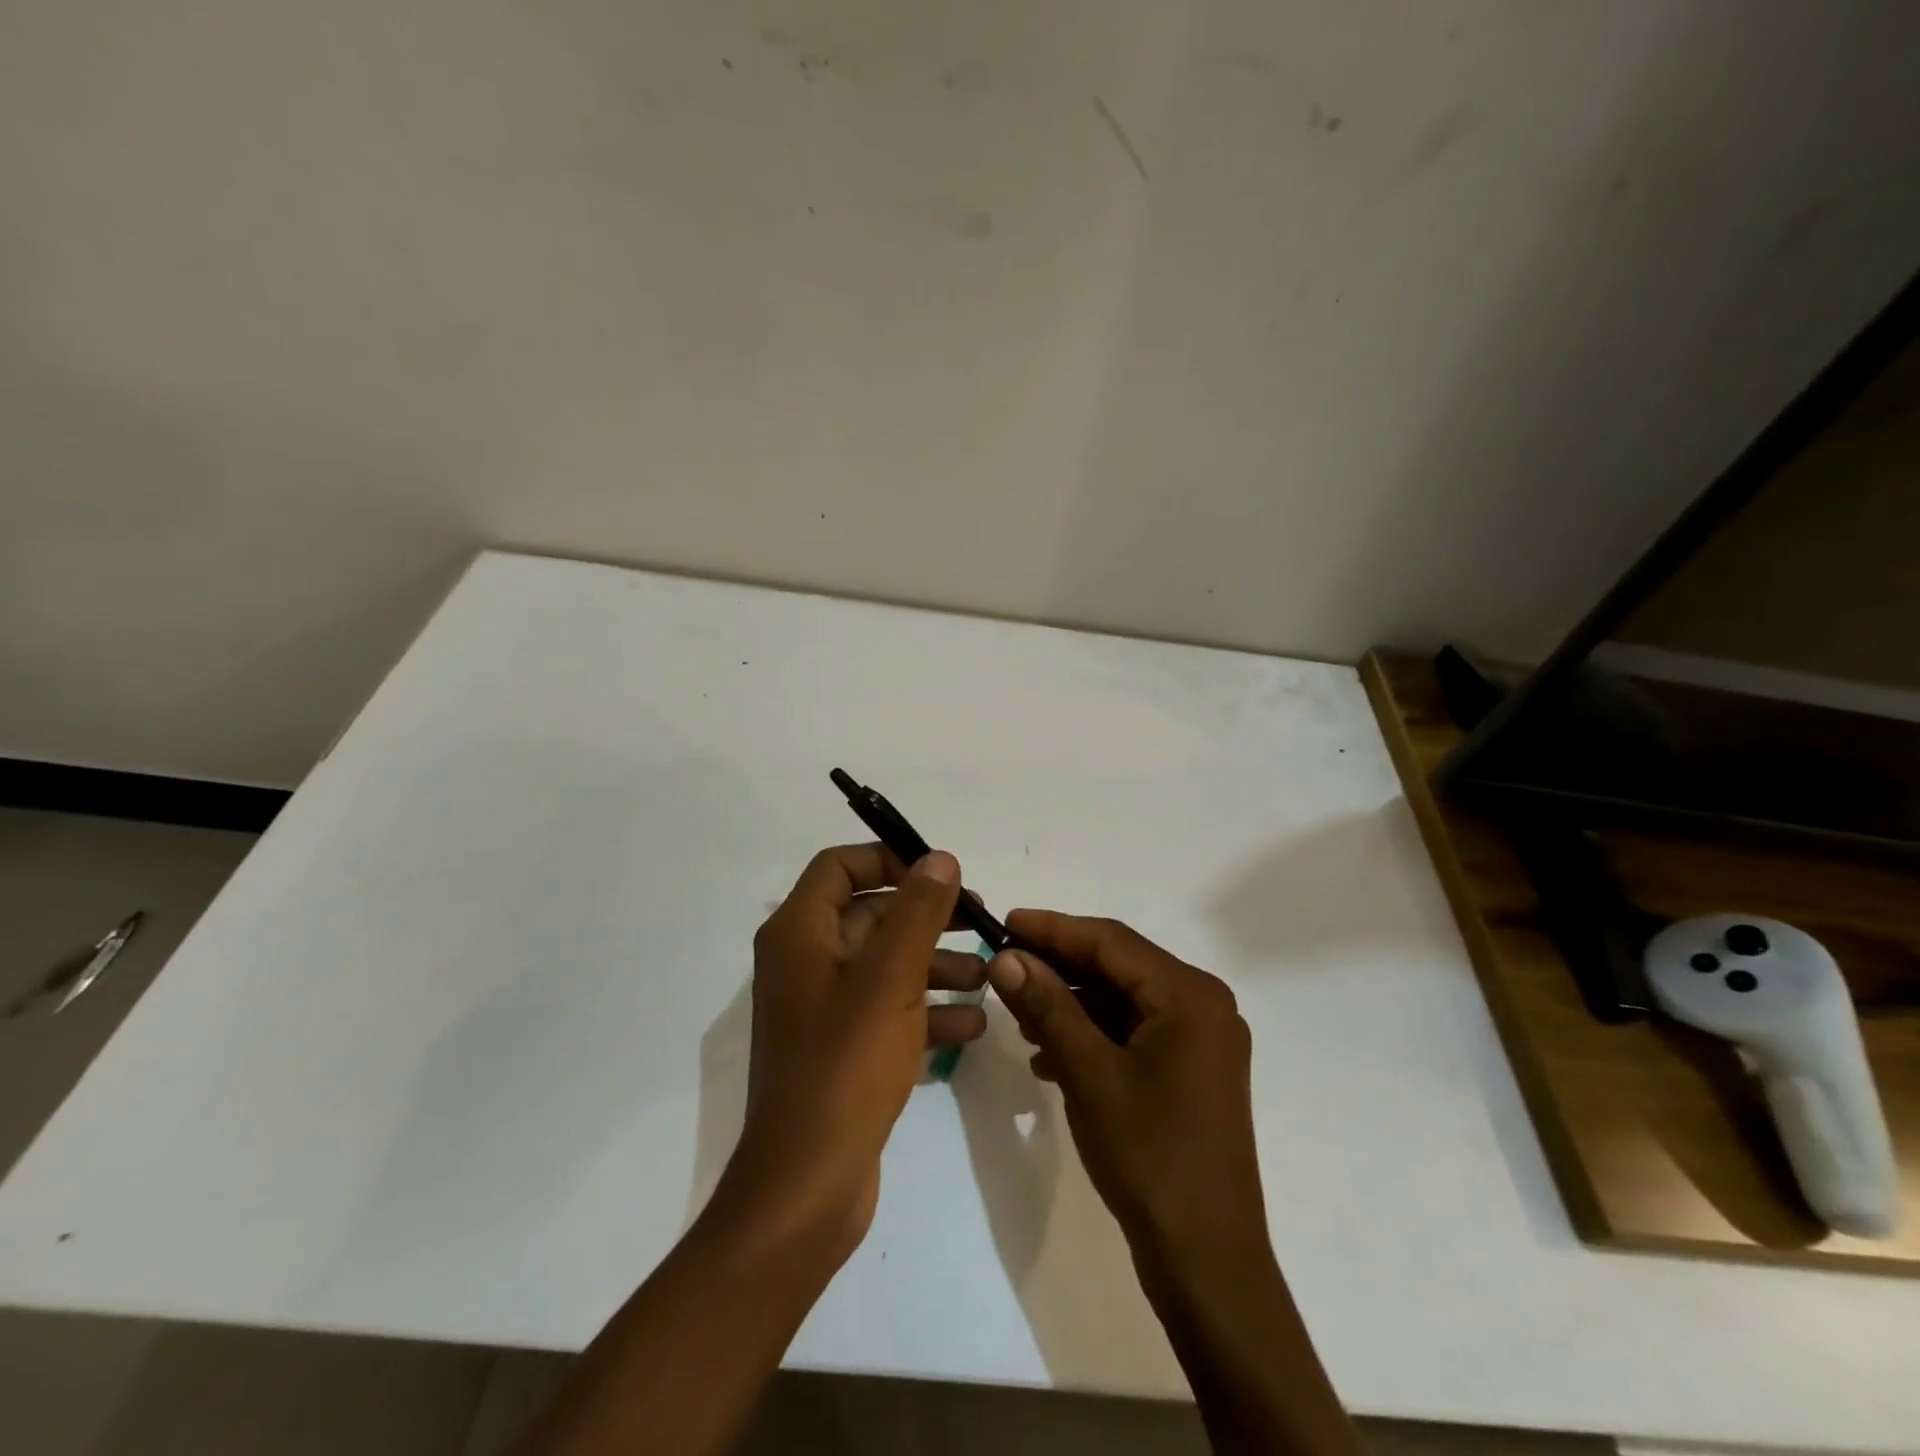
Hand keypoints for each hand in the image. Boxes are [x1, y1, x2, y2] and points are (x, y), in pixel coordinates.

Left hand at [713, 844, 985, 1264]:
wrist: (807, 1185)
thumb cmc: (845, 1065)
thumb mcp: (890, 978)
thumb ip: (917, 911)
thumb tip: (939, 858)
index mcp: (799, 934)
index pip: (839, 866)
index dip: (888, 858)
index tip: (940, 873)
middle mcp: (804, 962)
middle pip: (869, 914)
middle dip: (926, 916)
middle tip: (980, 921)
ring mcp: (821, 1008)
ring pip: (884, 964)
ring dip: (935, 964)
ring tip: (987, 975)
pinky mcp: (841, 1049)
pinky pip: (887, 1010)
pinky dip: (926, 1009)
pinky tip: (973, 1024)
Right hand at [985, 911, 1267, 1279]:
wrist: (1207, 1262)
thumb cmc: (1150, 1157)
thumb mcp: (1089, 1074)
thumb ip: (1048, 1007)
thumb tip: (1006, 957)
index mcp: (1190, 995)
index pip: (1111, 941)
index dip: (1053, 929)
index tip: (1004, 921)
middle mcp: (1202, 1005)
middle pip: (1118, 966)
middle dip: (1058, 965)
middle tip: (1003, 963)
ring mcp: (1199, 1040)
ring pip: (1121, 999)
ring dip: (1070, 1001)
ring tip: (1018, 1010)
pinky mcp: (1189, 1070)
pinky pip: (1132, 1031)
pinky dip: (1090, 1034)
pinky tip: (1047, 1053)